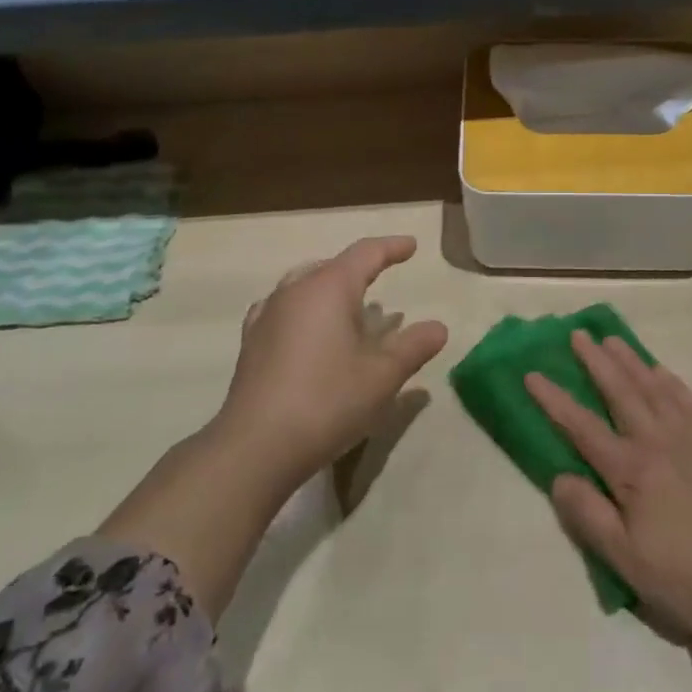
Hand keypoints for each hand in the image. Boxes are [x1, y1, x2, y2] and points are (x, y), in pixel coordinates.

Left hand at [216, 235, 448, 494]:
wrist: (256, 445)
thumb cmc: (327, 401)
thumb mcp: (383, 376)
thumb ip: (413, 346)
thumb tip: (439, 327)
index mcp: (329, 288)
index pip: (365, 254)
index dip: (392, 247)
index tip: (411, 246)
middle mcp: (295, 290)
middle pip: (332, 266)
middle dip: (360, 268)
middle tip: (382, 276)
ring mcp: (268, 314)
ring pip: (305, 284)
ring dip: (331, 288)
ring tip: (349, 306)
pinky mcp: (252, 341)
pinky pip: (284, 307)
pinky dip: (306, 308)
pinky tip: (308, 328)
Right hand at [527, 332, 691, 644]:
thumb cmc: (687, 582)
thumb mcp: (627, 563)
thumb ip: (589, 516)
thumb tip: (558, 476)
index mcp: (632, 471)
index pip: (582, 426)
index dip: (554, 400)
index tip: (532, 374)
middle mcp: (660, 443)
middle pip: (621, 393)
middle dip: (596, 362)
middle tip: (578, 334)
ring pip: (656, 389)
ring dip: (632, 362)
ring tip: (613, 340)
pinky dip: (673, 382)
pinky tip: (663, 372)